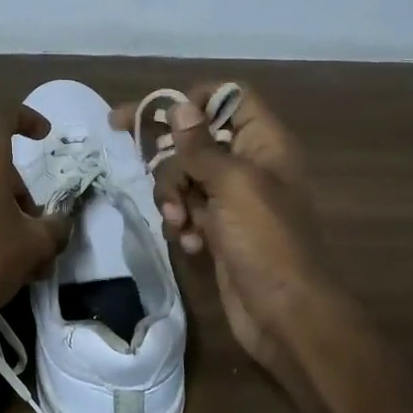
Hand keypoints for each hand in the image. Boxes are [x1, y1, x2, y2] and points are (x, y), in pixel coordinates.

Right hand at [113, 85, 331, 385]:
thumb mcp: (233, 185)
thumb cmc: (265, 241)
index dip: (196, 99)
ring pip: (185, 175)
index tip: (162, 114)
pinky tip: (187, 241)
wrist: (285, 314)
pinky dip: (182, 221)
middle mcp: (248, 164)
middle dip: (169, 154)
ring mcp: (232, 199)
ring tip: (179, 221)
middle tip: (127, 145)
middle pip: (196, 136)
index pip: (229, 98)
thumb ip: (201, 146)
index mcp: (263, 143)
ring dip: (172, 194)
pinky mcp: (218, 229)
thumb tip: (179, 107)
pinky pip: (187, 208)